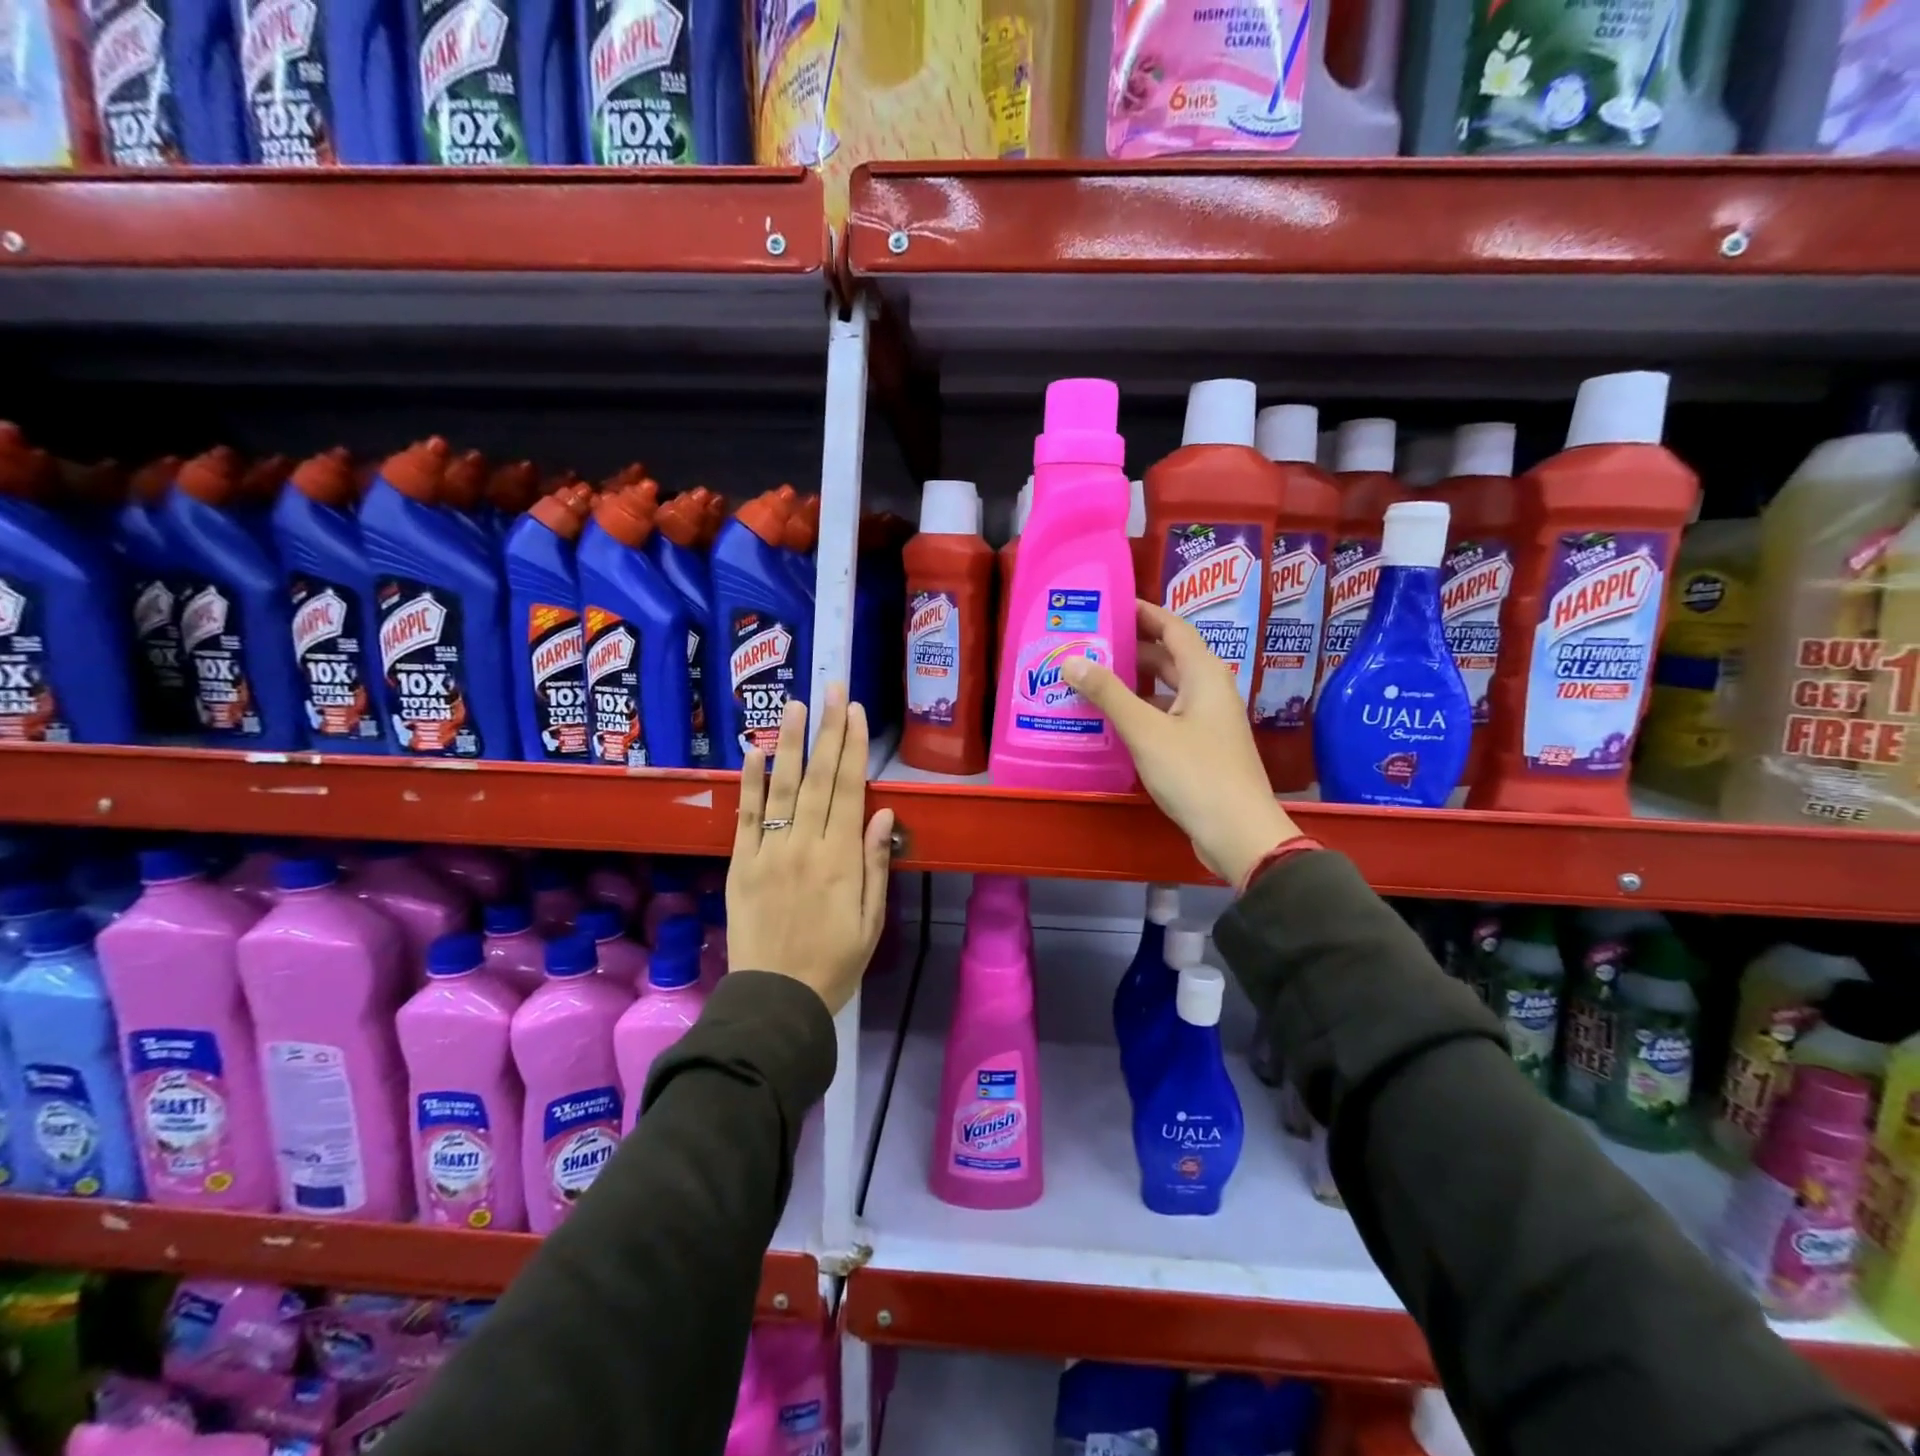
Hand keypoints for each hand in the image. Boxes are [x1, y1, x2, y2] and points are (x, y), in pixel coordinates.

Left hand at [728, 687, 894, 1014]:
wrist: (776, 1000)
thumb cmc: (835, 964)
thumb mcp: (871, 921)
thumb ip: (876, 865)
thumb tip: (884, 814)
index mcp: (842, 860)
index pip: (850, 790)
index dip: (853, 748)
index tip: (855, 712)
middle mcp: (806, 846)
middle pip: (820, 778)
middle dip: (827, 730)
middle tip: (831, 688)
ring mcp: (769, 852)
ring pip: (783, 787)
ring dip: (790, 743)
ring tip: (794, 704)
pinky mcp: (741, 863)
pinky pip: (746, 815)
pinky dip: (750, 781)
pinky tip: (755, 751)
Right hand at [1063, 600, 1298, 886]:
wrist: (1238, 833)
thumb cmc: (1195, 773)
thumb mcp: (1146, 731)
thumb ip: (1109, 694)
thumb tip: (1073, 660)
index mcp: (1205, 675)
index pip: (1174, 628)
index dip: (1145, 613)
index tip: (1112, 605)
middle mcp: (1211, 691)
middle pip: (1171, 658)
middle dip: (1134, 648)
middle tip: (1092, 644)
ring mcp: (1209, 721)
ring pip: (1169, 689)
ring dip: (1136, 682)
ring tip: (1095, 678)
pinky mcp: (1203, 748)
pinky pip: (1169, 715)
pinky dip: (1143, 711)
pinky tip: (1115, 720)